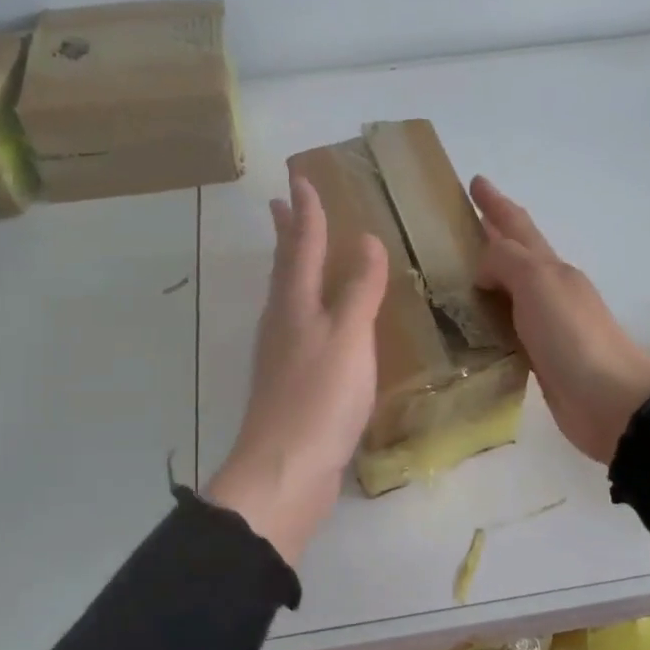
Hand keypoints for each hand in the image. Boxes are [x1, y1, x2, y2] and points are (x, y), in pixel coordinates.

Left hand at [206, 175, 388, 564]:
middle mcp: (283, 322)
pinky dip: (312, 308)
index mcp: (295, 304)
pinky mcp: (293, 384)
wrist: (287, 470)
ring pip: (290, 298)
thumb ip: (359, 290)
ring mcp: (284, 355)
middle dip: (288, 234)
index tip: (301, 179)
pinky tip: (322, 322)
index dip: (307, 212)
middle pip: (286, 268)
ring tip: (303, 252)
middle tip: (283, 204)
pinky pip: (303, 329)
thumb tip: (367, 240)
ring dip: (295, 268)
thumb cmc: (320, 397)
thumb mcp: (349, 337)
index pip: (302, 246)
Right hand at [470, 176, 649, 463]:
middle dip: (491, 236)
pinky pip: (507, 329)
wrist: (611, 402)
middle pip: (515, 256)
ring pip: (509, 293)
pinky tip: (472, 327)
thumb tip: (483, 269)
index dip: (496, 204)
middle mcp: (550, 291)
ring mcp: (546, 326)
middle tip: (458, 226)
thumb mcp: (540, 284)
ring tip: (455, 275)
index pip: (518, 226)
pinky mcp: (540, 359)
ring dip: (487, 280)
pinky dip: (489, 321)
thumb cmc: (574, 336)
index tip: (475, 181)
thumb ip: (507, 263)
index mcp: (551, 268)